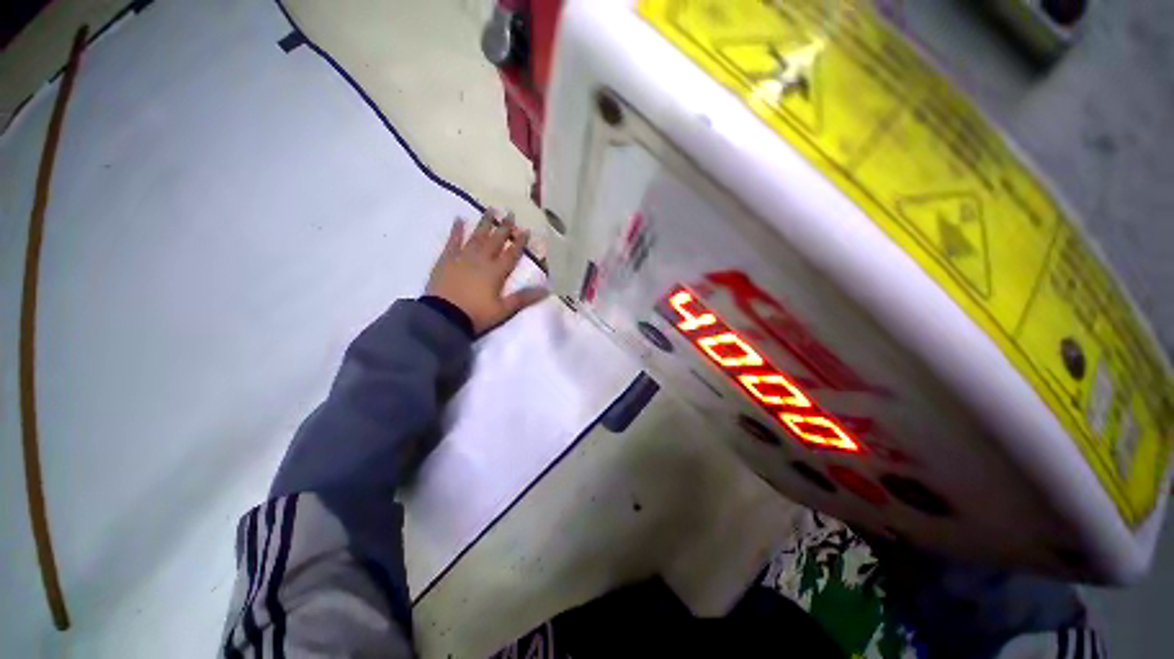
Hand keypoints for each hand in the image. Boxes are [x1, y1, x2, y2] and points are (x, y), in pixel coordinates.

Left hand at [426, 210, 548, 334]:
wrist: (443, 317)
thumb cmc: (476, 315)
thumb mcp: (504, 309)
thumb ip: (524, 298)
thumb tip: (547, 289)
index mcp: (496, 272)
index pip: (511, 254)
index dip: (520, 242)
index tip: (526, 230)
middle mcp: (481, 260)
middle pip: (495, 241)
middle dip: (504, 227)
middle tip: (510, 212)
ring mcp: (462, 257)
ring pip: (476, 236)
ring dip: (484, 223)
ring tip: (490, 209)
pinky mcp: (446, 260)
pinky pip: (453, 241)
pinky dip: (456, 230)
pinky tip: (459, 219)